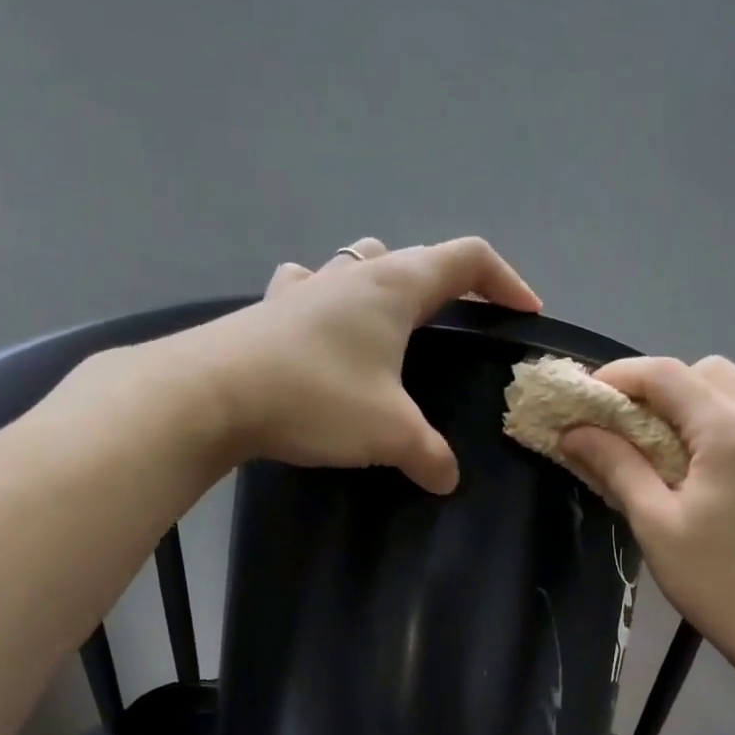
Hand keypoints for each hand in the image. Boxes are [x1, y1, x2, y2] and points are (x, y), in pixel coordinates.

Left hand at [193, 236, 540, 492]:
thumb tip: (448, 478)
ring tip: (395, 322)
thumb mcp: (388, 433)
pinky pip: (311, 289)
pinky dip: (330, 302)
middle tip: (462, 324)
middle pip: (416, 257)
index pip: (467, 259)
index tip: (526, 312)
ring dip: (387, 283)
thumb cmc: (315, 397)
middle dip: (450, 285)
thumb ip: (429, 454)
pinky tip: (324, 330)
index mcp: (393, 287)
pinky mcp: (269, 311)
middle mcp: (352, 274)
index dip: (506, 280)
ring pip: (360, 264)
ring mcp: (305, 287)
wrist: (208, 395)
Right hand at [558, 356, 734, 680]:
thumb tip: (575, 432)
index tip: (587, 398)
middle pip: (707, 372)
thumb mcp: (656, 525)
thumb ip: (616, 466)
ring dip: (696, 405)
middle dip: (661, 387)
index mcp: (732, 430)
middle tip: (629, 427)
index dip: (619, 376)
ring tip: (669, 450)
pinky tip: (713, 471)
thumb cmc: (719, 582)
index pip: (666, 374)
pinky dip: (728, 426)